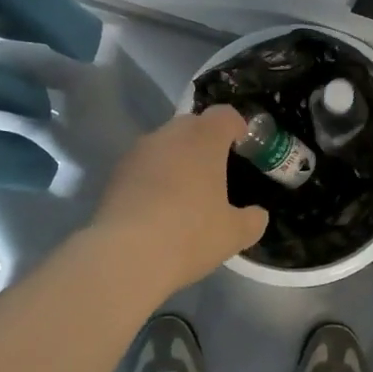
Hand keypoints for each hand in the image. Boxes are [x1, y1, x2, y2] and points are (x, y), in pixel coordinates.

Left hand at [87, 106, 268, 298]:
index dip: (236, 127)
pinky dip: (153, 178)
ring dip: (177, 159)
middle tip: (215, 172)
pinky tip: (157, 208)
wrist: (124, 256)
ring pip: (165, 144)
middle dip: (205, 142)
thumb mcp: (234, 234)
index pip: (225, 115)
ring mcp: (138, 151)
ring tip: (184, 193)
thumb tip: (257, 216)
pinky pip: (144, 166)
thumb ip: (252, 220)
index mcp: (205, 138)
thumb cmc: (190, 234)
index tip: (242, 147)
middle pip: (193, 125)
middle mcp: (170, 134)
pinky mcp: (115, 173)